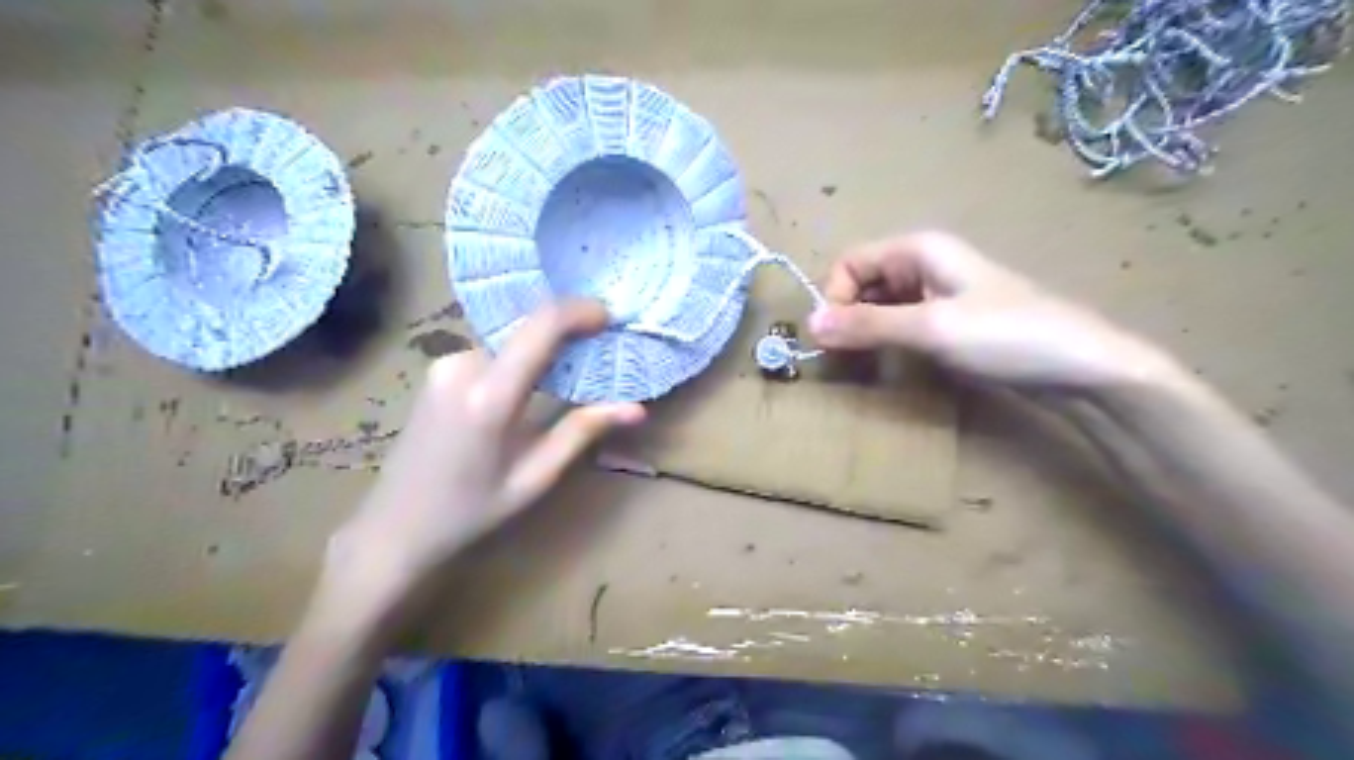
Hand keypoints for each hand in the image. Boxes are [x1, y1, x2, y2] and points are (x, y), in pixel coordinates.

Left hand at [324, 299, 648, 626]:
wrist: (393, 527)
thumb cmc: (470, 512)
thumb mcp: (534, 478)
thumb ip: (582, 432)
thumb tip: (636, 408)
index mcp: (489, 397)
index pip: (540, 328)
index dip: (579, 312)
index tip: (609, 316)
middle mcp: (463, 367)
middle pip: (527, 330)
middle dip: (567, 333)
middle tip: (601, 351)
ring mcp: (445, 365)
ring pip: (511, 341)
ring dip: (543, 349)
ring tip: (573, 373)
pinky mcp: (438, 370)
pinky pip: (493, 352)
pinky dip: (521, 358)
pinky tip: (534, 383)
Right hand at [803, 229, 1174, 389]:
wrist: (1082, 367)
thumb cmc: (1006, 335)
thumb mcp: (931, 329)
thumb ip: (867, 325)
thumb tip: (808, 324)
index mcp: (918, 249)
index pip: (850, 263)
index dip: (834, 297)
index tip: (834, 339)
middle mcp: (924, 264)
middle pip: (863, 283)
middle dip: (847, 317)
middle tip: (844, 359)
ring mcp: (938, 293)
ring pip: (880, 306)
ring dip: (865, 332)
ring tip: (864, 366)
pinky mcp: (949, 321)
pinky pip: (902, 324)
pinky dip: (887, 342)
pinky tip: (891, 365)